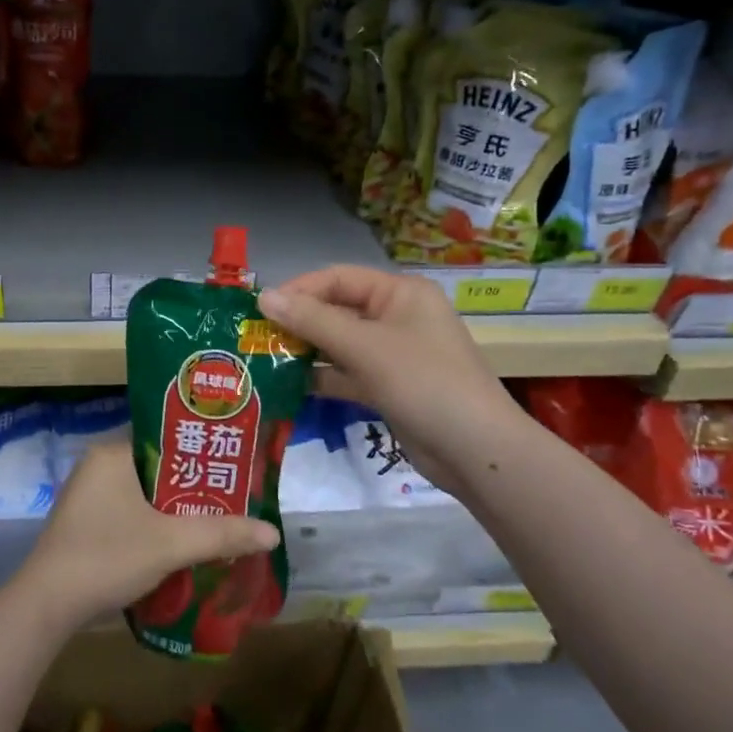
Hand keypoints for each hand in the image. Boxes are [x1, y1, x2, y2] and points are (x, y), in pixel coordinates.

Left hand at [9, 444, 278, 632]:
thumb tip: (273, 533)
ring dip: (176, 507)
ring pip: (145, 492)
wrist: (47, 605)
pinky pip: (130, 510)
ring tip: (216, 517)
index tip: (234, 463)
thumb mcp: (170, 543)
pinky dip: (155, 522)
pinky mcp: (85, 521)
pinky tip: (180, 541)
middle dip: (194, 483)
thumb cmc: (107, 556)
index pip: (167, 436)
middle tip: (233, 495)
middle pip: (159, 466)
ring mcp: (89, 494)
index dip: (203, 449)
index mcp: (113, 452)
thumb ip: (222, 534)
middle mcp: (98, 464)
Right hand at [258, 266, 521, 469]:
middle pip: (336, 310)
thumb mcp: (365, 347)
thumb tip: (263, 297)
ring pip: (339, 344)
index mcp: (399, 293)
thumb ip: (312, 321)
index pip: (338, 278)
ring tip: (264, 361)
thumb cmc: (423, 383)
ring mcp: (393, 354)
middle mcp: (396, 316)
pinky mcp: (388, 387)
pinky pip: (346, 374)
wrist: (476, 452)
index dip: (298, 290)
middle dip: (298, 324)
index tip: (260, 311)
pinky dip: (321, 378)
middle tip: (256, 338)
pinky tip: (288, 386)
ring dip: (305, 352)